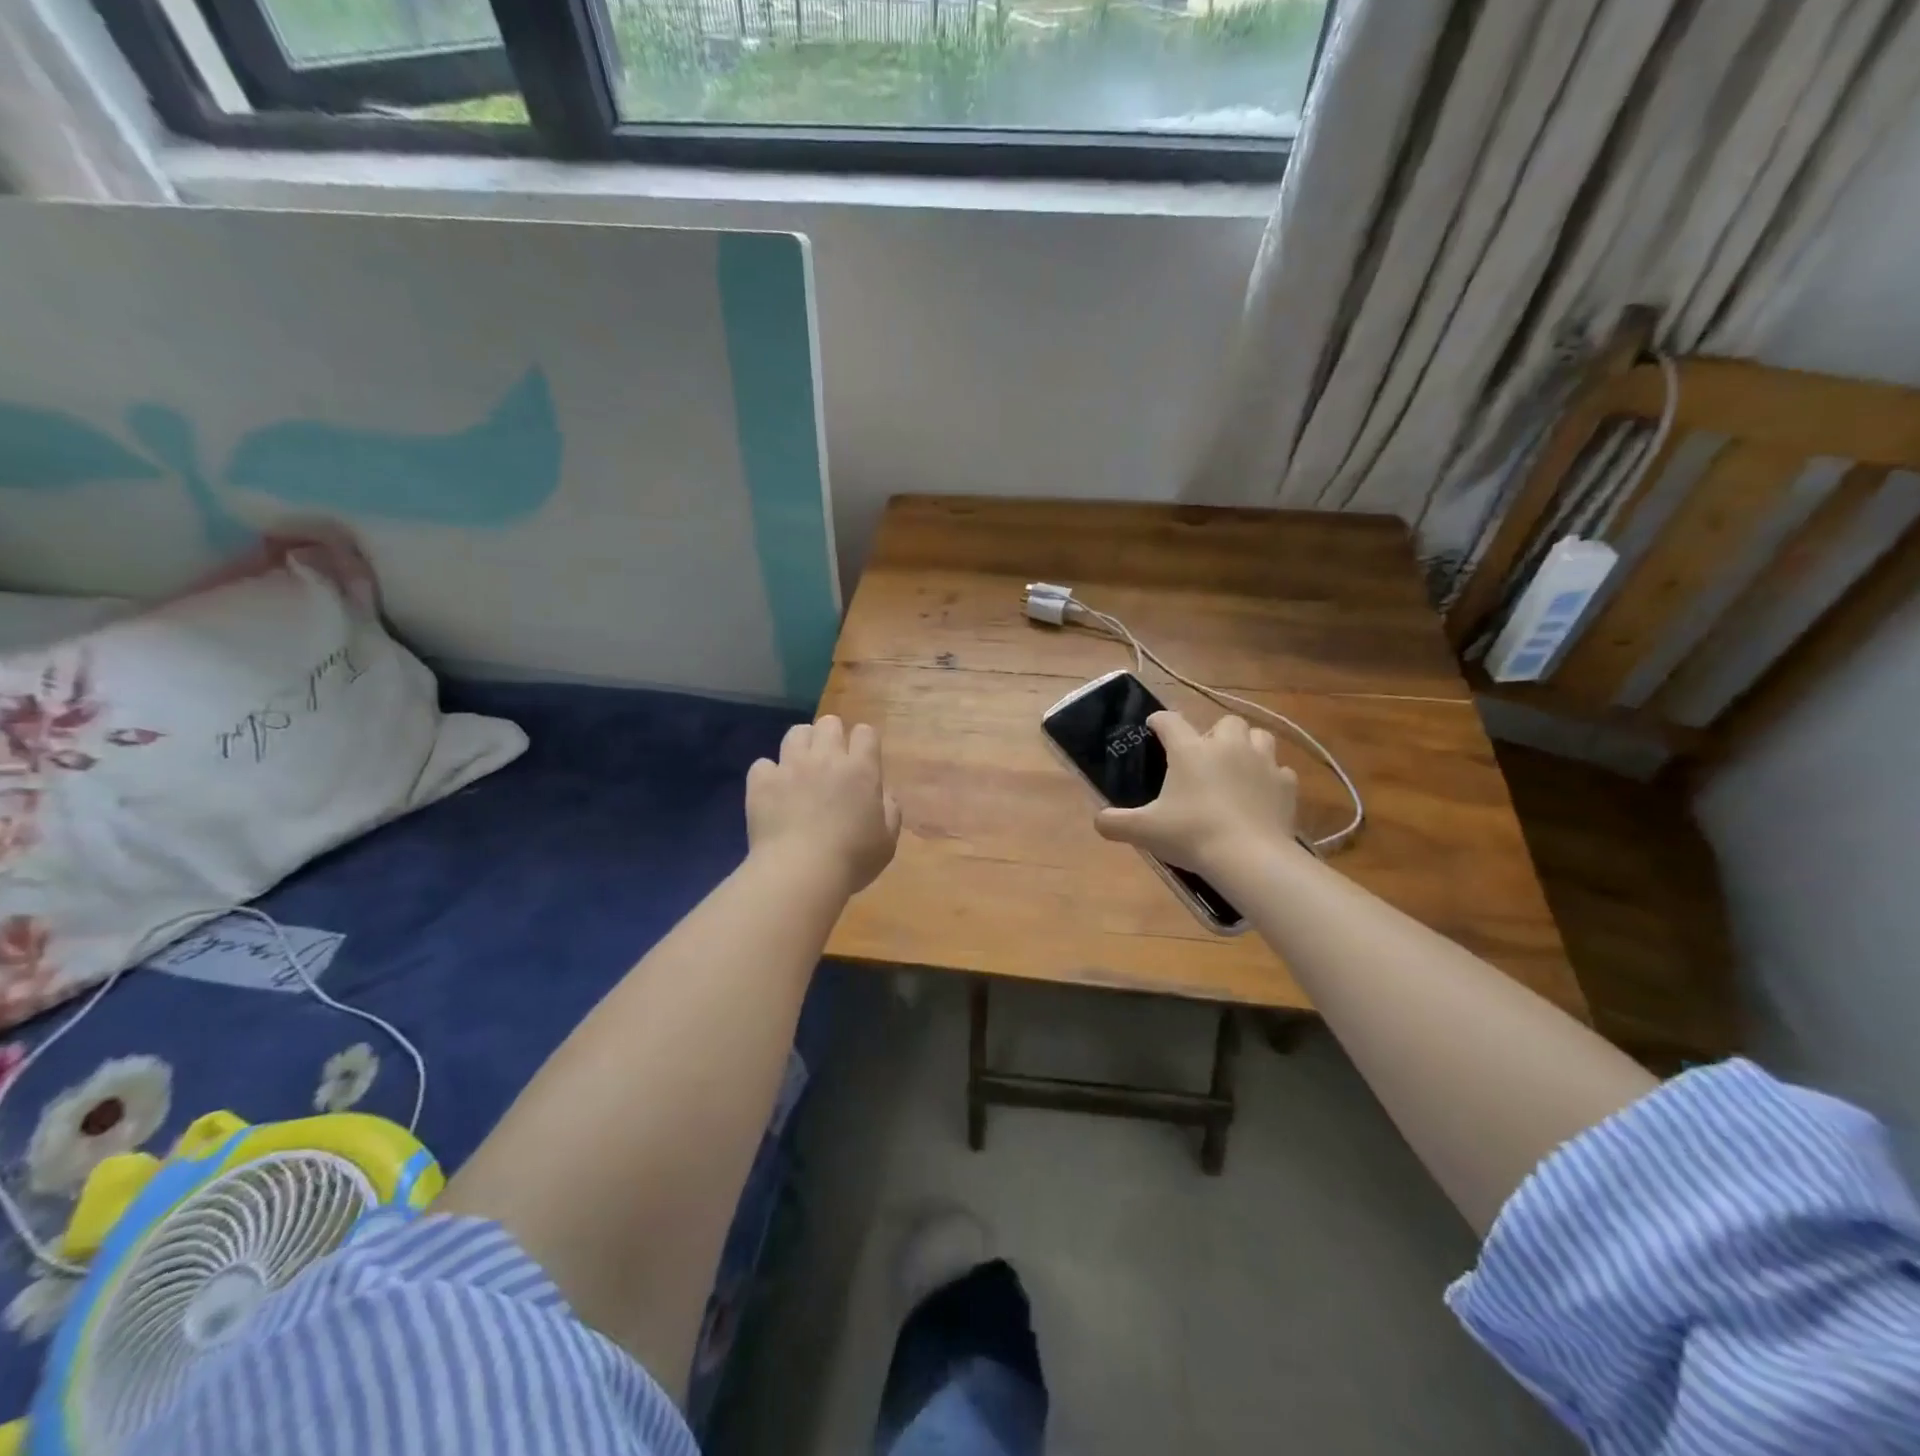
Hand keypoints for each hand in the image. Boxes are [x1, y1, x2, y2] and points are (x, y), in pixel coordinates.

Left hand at [747, 715, 901, 895]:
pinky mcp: (762, 781)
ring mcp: (790, 766)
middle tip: (831, 761)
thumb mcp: (887, 841)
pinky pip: (763, 764)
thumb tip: (882, 794)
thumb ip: (889, 810)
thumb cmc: (852, 859)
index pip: (865, 732)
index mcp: (861, 769)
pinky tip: (773, 792)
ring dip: (801, 745)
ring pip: (795, 732)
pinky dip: (768, 775)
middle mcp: (826, 758)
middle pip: (828, 723)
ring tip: (801, 767)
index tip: (862, 759)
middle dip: (831, 736)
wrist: (800, 872)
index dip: (864, 742)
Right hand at [1094, 711, 1298, 879]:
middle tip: (1204, 757)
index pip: (1170, 721)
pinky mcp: (1286, 785)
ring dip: (1248, 746)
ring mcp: (1262, 762)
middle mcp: (1227, 746)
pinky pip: (1280, 771)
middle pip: (1225, 722)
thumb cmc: (1191, 835)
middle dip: (1215, 733)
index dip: (1159, 722)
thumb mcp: (1144, 831)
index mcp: (1190, 750)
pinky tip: (1261, 794)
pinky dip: (1270, 778)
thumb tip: (1098, 820)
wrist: (1250, 857)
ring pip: (1259, 736)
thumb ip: (1115, 822)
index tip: (1154, 728)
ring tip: (1237, 767)